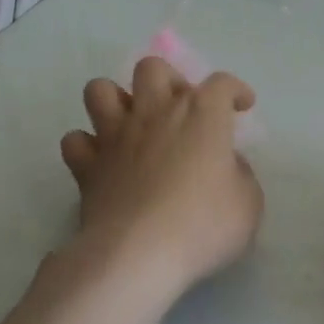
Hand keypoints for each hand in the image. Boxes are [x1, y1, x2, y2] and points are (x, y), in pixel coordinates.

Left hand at [60, 57, 262, 298]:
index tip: (240, 106)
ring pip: (100, 90)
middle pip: (152, 68)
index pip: (221, 83)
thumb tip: (225, 163)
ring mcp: (114, 135)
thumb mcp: (248, 203)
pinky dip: (87, 146)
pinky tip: (101, 161)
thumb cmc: (204, 225)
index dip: (234, 90)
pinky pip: (75, 140)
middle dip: (168, 80)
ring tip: (131, 124)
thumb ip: (240, 174)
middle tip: (179, 110)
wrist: (140, 254)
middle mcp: (155, 112)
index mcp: (201, 114)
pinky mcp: (86, 165)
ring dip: (116, 101)